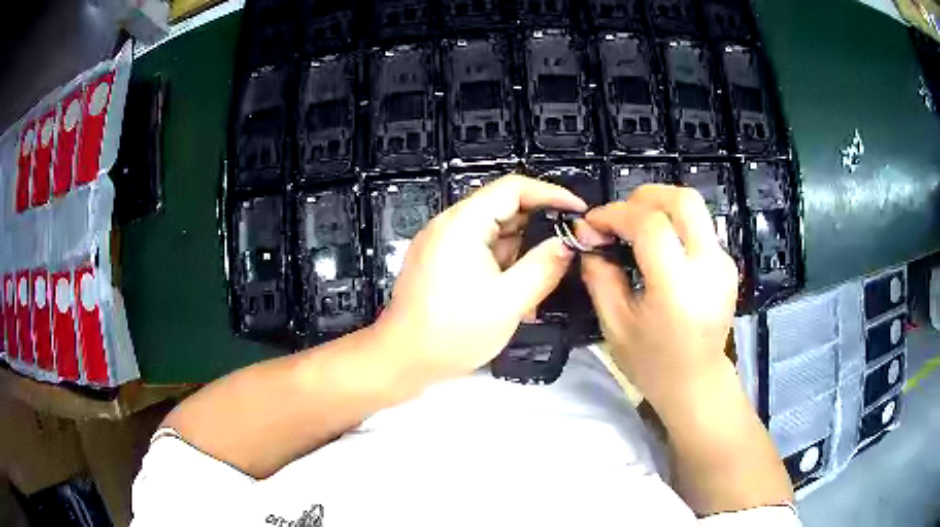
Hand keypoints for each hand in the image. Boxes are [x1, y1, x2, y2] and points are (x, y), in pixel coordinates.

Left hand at [375, 174, 586, 383]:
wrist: (402, 360)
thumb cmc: (452, 332)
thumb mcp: (508, 302)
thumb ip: (543, 267)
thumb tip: (567, 243)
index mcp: (463, 223)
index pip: (513, 188)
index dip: (551, 194)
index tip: (578, 210)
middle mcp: (449, 224)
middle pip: (503, 207)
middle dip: (539, 225)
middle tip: (569, 246)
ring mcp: (442, 243)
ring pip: (494, 231)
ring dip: (522, 249)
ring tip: (547, 274)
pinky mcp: (440, 261)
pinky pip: (480, 249)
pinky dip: (503, 262)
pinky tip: (519, 287)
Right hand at [579, 185, 738, 412]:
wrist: (696, 383)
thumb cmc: (652, 363)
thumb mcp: (614, 325)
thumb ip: (599, 275)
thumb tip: (588, 237)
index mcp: (678, 287)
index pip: (651, 225)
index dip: (616, 214)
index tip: (592, 224)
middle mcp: (708, 266)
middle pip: (683, 200)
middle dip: (644, 196)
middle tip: (619, 216)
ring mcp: (723, 263)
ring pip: (694, 208)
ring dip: (660, 207)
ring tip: (634, 228)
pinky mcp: (726, 264)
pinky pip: (699, 226)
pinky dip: (673, 223)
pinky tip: (657, 247)